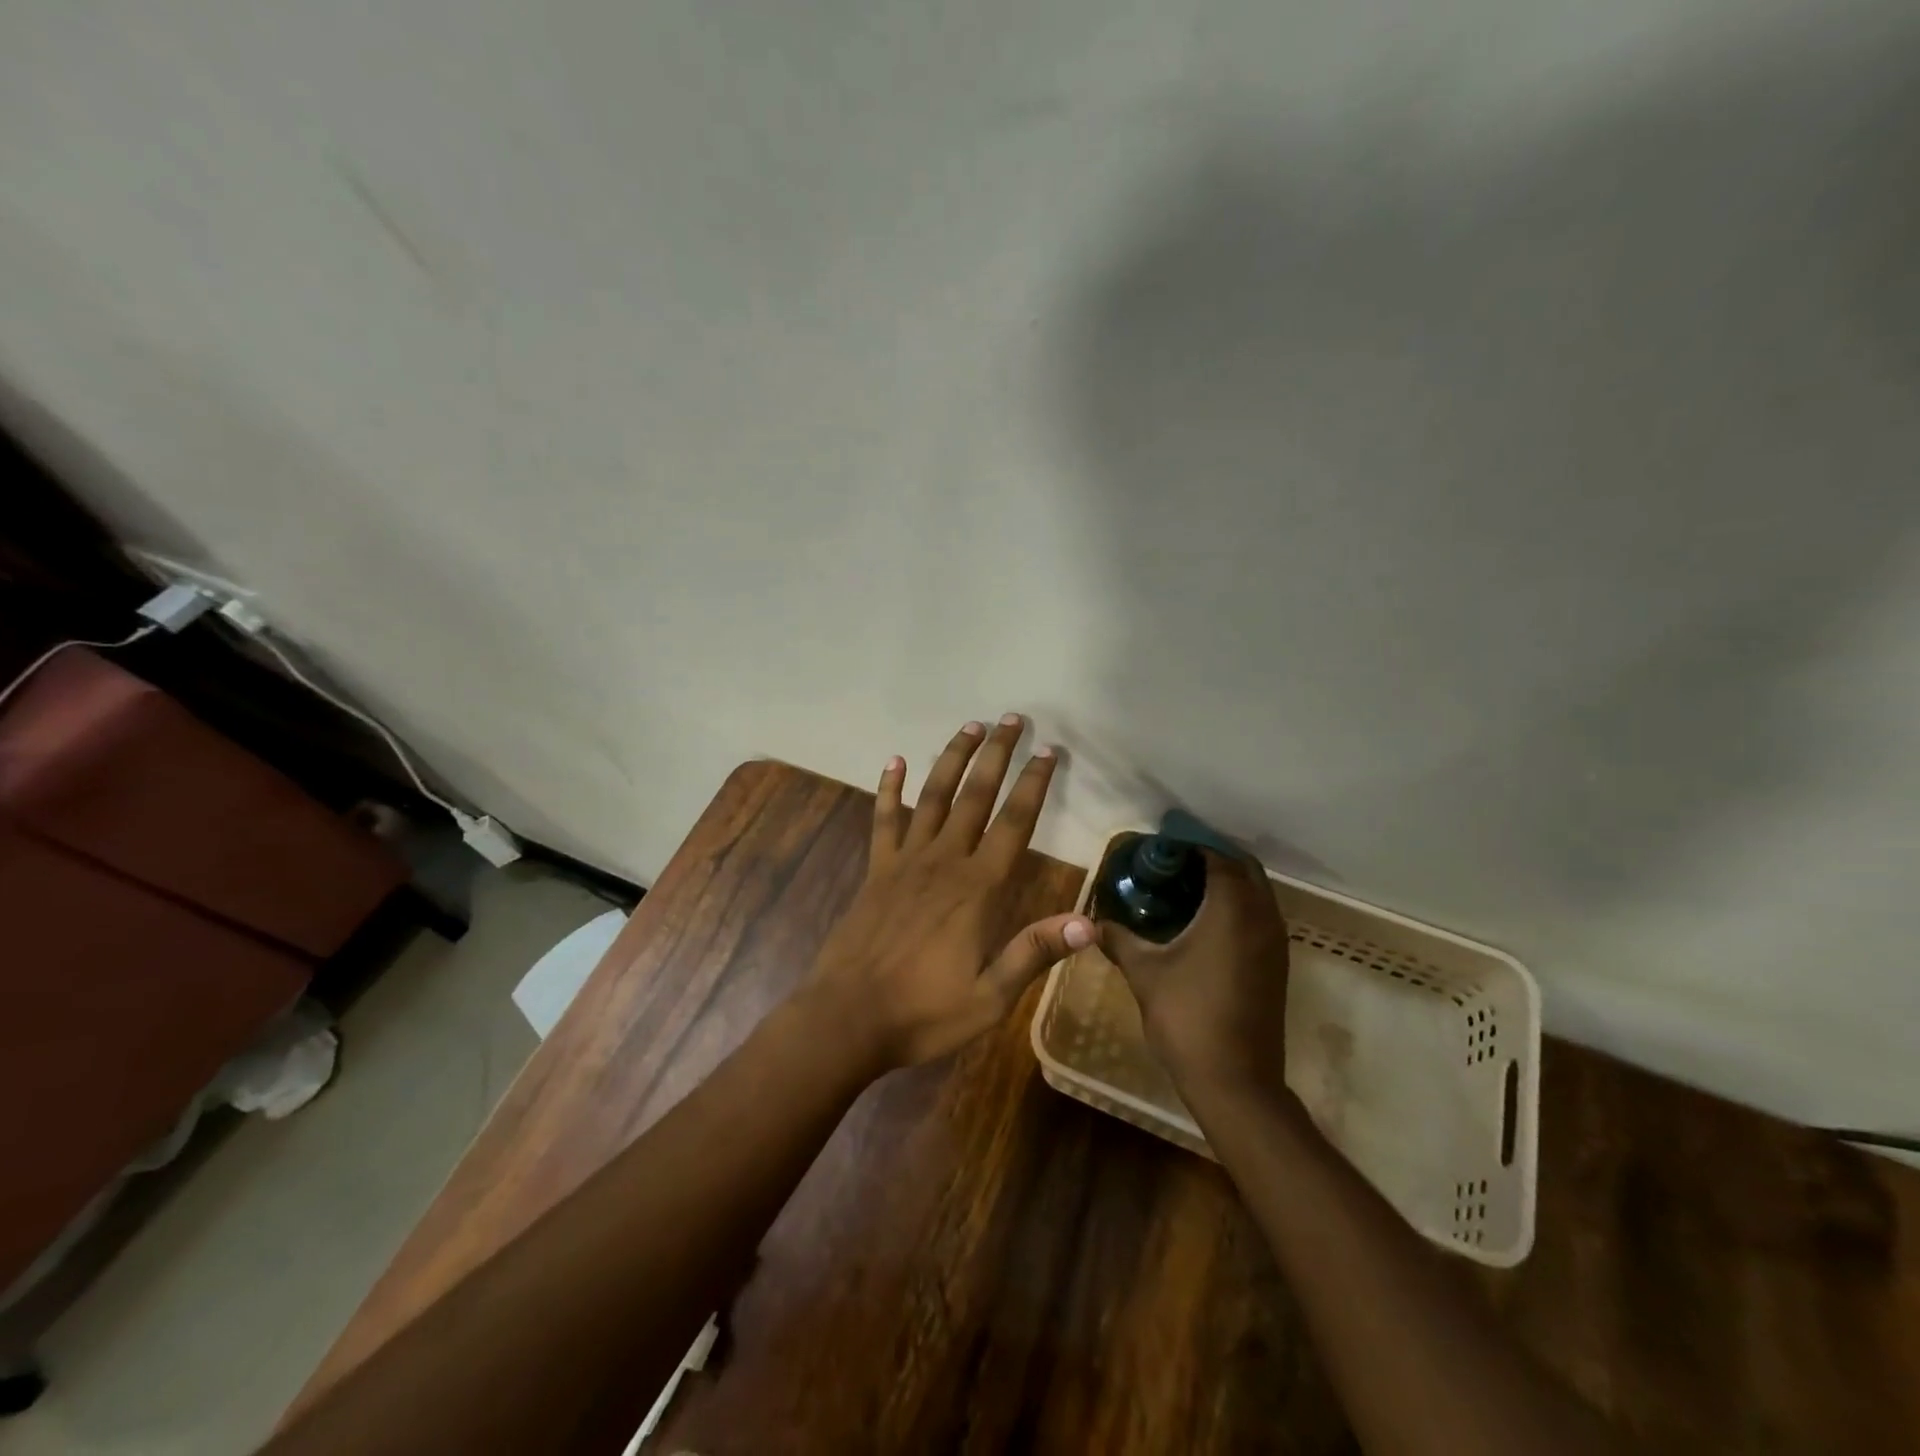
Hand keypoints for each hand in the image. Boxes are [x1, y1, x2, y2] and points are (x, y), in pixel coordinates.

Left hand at [804, 714, 1093, 1072]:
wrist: (848, 1018)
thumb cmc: (924, 1012)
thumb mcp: (990, 996)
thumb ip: (1034, 952)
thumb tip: (1090, 923)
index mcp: (976, 889)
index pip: (1014, 824)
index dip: (1033, 785)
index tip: (1048, 751)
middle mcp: (943, 862)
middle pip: (975, 796)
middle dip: (996, 755)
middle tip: (1011, 719)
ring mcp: (905, 862)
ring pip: (934, 797)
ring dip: (952, 759)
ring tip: (969, 727)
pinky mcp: (876, 870)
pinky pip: (884, 820)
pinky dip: (889, 789)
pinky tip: (893, 761)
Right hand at [1103, 848, 1291, 1093]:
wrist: (1235, 1082)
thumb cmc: (1187, 1017)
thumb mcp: (1144, 972)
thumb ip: (1118, 939)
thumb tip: (1093, 920)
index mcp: (1233, 910)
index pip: (1218, 857)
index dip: (1190, 845)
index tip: (1159, 845)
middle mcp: (1262, 918)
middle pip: (1244, 868)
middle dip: (1212, 858)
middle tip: (1172, 862)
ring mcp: (1275, 944)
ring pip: (1257, 894)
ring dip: (1227, 882)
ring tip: (1184, 887)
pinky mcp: (1276, 965)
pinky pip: (1260, 917)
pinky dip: (1237, 907)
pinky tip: (1202, 922)